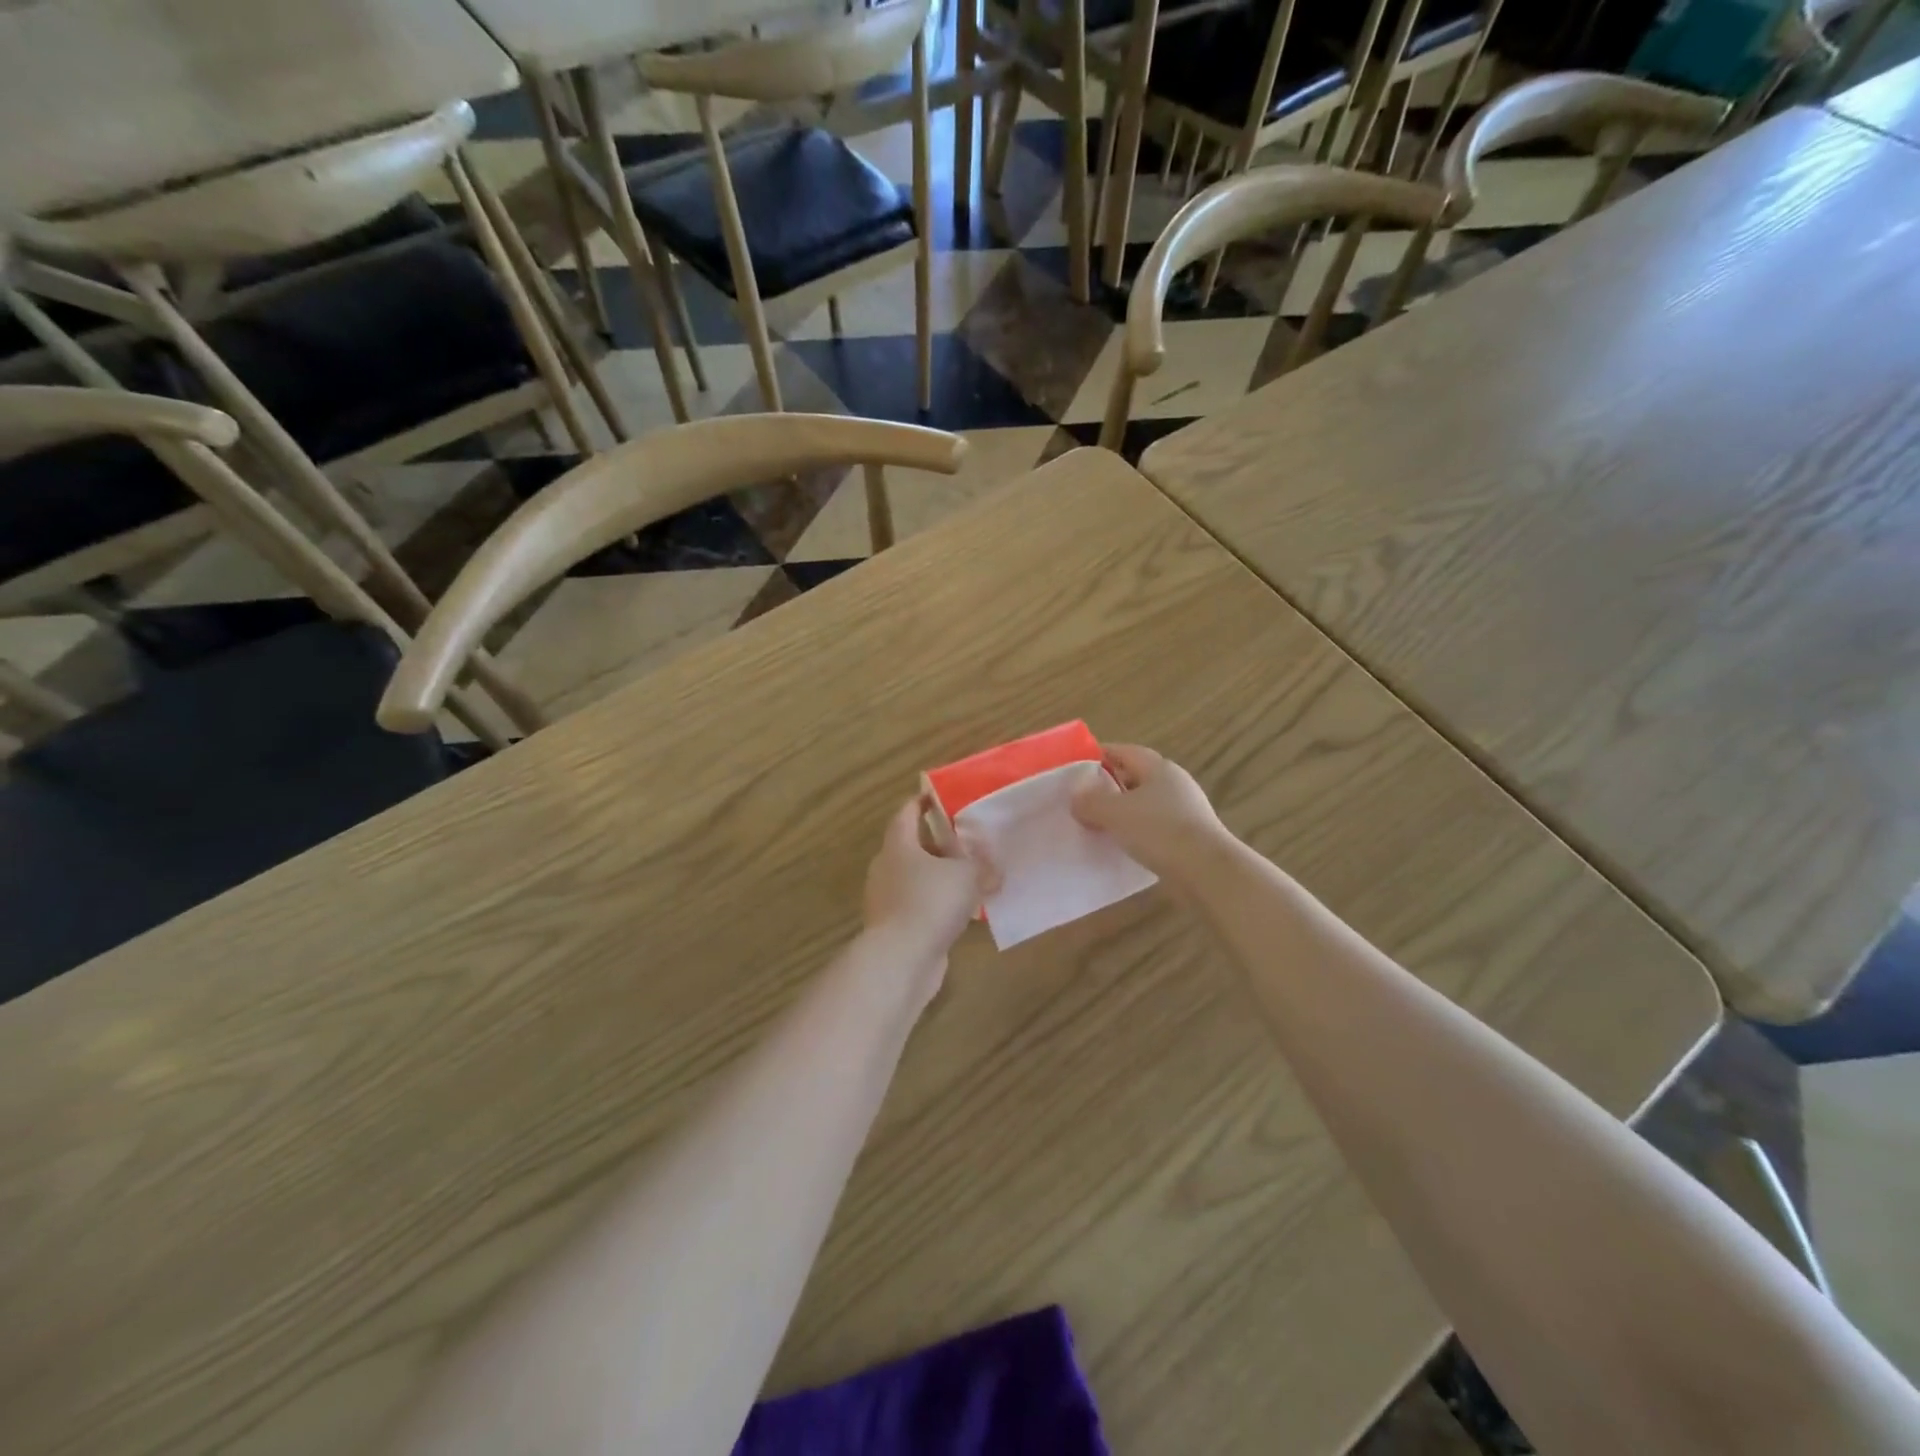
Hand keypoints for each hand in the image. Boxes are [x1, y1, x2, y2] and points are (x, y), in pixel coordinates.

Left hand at [863, 797, 997, 959]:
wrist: (900, 959)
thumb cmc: (930, 902)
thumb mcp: (966, 876)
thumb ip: (981, 866)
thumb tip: (993, 869)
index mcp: (898, 845)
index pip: (906, 813)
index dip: (922, 803)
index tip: (938, 797)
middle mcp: (886, 867)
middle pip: (913, 847)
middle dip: (939, 845)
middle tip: (968, 844)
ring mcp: (887, 899)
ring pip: (917, 879)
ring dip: (941, 878)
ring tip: (972, 880)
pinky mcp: (894, 927)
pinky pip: (919, 906)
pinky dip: (938, 906)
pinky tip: (963, 914)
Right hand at [1071, 744, 1234, 883]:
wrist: (1207, 872)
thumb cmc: (1159, 831)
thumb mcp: (1115, 812)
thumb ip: (1090, 801)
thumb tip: (1076, 797)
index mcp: (1159, 768)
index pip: (1124, 751)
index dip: (1099, 756)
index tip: (1075, 768)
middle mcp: (1174, 783)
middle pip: (1135, 777)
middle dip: (1108, 786)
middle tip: (1081, 799)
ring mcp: (1184, 810)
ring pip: (1144, 804)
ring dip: (1122, 812)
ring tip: (1097, 825)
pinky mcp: (1189, 836)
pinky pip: (1154, 827)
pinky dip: (1136, 832)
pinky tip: (1122, 846)